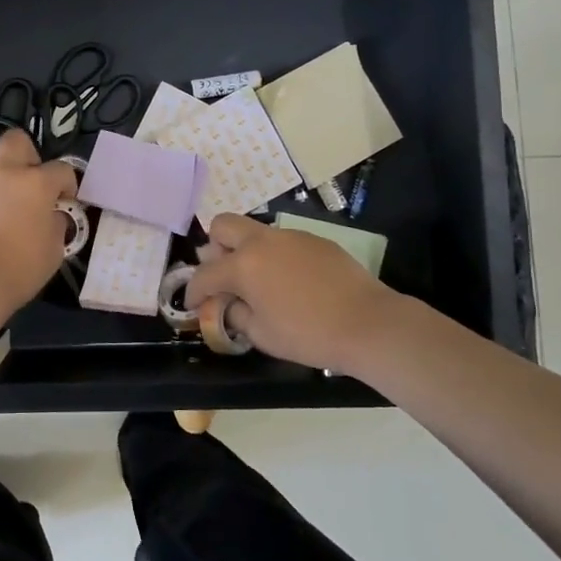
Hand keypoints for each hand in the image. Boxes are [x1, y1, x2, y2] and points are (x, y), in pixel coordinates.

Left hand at [0, 128, 78, 313]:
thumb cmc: (22, 267)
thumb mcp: (55, 248)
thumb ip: (56, 223)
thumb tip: (52, 215)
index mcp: (35, 183)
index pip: (61, 169)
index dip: (68, 184)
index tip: (66, 202)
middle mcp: (4, 175)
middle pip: (15, 141)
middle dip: (28, 155)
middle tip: (32, 182)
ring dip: (3, 183)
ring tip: (6, 213)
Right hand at [186, 213, 408, 374]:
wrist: (367, 323)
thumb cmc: (308, 334)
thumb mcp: (261, 334)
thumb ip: (235, 314)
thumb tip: (227, 305)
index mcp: (243, 265)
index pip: (204, 274)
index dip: (193, 291)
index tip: (193, 304)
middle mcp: (262, 241)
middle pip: (222, 226)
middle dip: (214, 249)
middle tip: (224, 277)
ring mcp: (290, 236)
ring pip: (254, 231)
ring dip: (246, 251)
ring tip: (259, 282)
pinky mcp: (315, 239)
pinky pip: (282, 241)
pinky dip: (274, 256)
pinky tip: (290, 282)